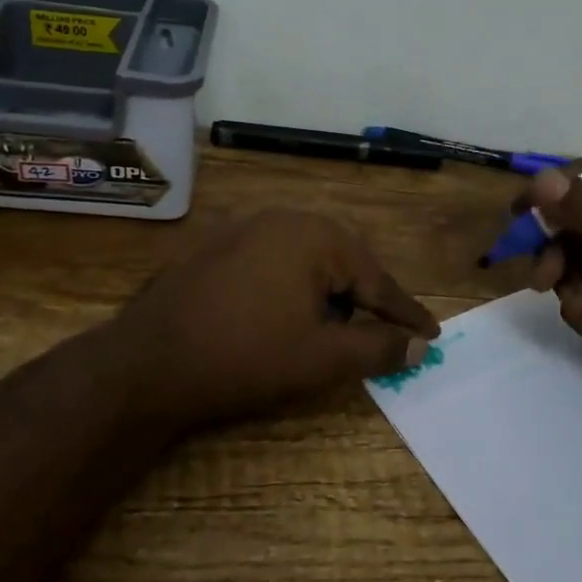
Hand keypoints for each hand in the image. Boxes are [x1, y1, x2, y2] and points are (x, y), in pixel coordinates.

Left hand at [109, 210, 440, 430]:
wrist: (148, 362)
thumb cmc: (246, 356)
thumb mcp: (322, 358)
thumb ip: (377, 348)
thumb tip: (419, 345)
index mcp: (316, 236)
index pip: (376, 280)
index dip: (405, 312)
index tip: (433, 333)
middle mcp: (284, 219)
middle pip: (344, 261)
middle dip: (367, 297)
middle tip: (386, 330)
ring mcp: (245, 228)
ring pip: (308, 258)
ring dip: (329, 291)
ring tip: (337, 326)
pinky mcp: (218, 245)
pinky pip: (274, 260)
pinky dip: (294, 285)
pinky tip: (288, 313)